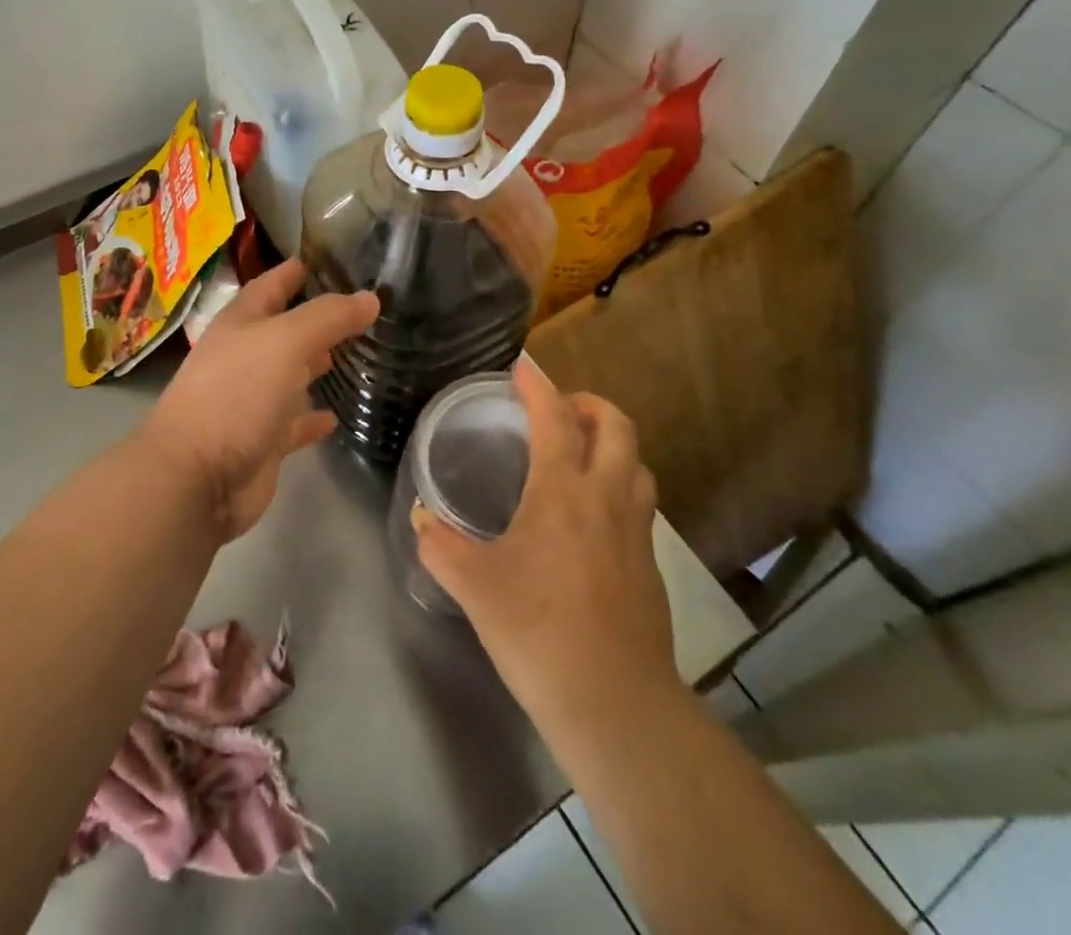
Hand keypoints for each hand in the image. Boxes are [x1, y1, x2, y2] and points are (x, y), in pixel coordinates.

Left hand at [141, 259, 377, 542]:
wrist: (196, 477)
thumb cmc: (236, 393)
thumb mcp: (285, 342)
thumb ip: (328, 318)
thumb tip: (370, 298)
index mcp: (240, 324)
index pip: (269, 286)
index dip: (293, 271)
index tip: (324, 258)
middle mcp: (244, 357)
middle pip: (283, 330)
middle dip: (315, 318)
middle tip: (358, 307)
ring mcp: (251, 400)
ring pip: (290, 375)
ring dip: (316, 364)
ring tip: (356, 352)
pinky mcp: (262, 441)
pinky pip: (294, 423)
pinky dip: (312, 418)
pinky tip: (336, 416)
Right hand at [412, 359, 679, 722]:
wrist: (614, 702)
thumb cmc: (537, 631)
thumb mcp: (475, 587)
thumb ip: (441, 546)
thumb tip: (420, 519)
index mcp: (562, 491)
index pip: (556, 419)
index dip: (539, 386)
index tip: (523, 369)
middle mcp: (606, 497)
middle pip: (616, 427)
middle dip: (590, 405)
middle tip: (560, 410)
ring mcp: (636, 531)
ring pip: (637, 463)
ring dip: (613, 444)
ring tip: (582, 454)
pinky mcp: (650, 564)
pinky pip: (640, 503)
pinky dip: (621, 485)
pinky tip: (594, 516)